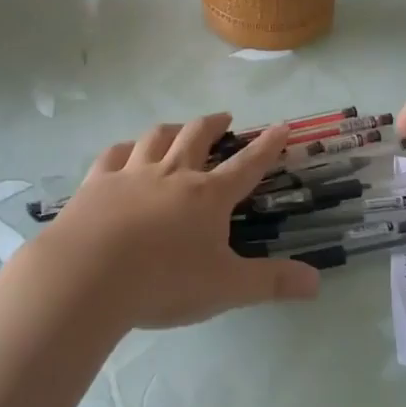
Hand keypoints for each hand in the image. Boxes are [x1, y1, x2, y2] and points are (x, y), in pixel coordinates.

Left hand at [36, 114, 320, 329]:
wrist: (88, 276)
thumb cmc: (163, 282)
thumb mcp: (225, 288)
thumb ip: (271, 283)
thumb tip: (317, 282)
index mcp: (208, 196)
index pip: (247, 165)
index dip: (267, 145)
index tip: (282, 125)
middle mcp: (173, 174)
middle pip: (197, 136)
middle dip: (214, 124)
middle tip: (224, 118)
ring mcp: (132, 174)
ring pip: (156, 137)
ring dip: (172, 128)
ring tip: (178, 128)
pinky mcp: (97, 183)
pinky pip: (113, 154)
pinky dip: (124, 148)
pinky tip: (125, 151)